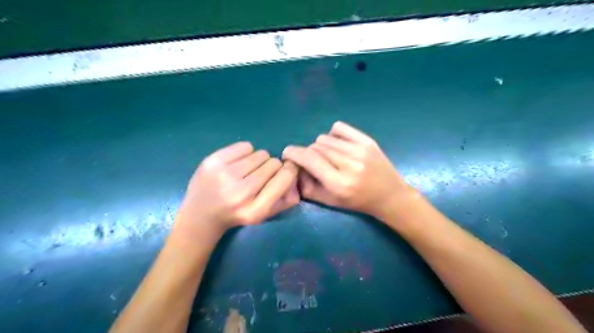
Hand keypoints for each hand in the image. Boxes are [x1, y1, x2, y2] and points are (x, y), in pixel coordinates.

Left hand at [175, 142, 296, 234]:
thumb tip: (296, 174)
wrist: (200, 215)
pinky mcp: (212, 161)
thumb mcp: (264, 215)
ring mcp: (224, 175)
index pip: (284, 178)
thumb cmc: (237, 214)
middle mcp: (240, 193)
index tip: (287, 169)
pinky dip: (246, 152)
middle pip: (273, 163)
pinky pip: (245, 146)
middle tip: (261, 175)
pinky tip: (237, 164)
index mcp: (256, 210)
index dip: (290, 170)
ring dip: (259, 160)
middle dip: (272, 167)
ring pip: (260, 154)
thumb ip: (285, 200)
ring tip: (247, 171)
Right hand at [281, 120, 413, 219]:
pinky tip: (337, 145)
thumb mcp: (330, 202)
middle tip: (314, 163)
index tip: (287, 153)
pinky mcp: (367, 141)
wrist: (389, 195)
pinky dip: (332, 135)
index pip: (309, 159)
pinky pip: (339, 128)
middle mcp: (349, 164)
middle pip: (315, 147)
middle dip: (308, 154)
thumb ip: (307, 187)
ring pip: (325, 138)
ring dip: (320, 147)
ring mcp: (360, 149)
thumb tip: (294, 168)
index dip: (293, 153)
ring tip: (329, 157)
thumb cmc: (357, 202)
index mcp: (339, 183)